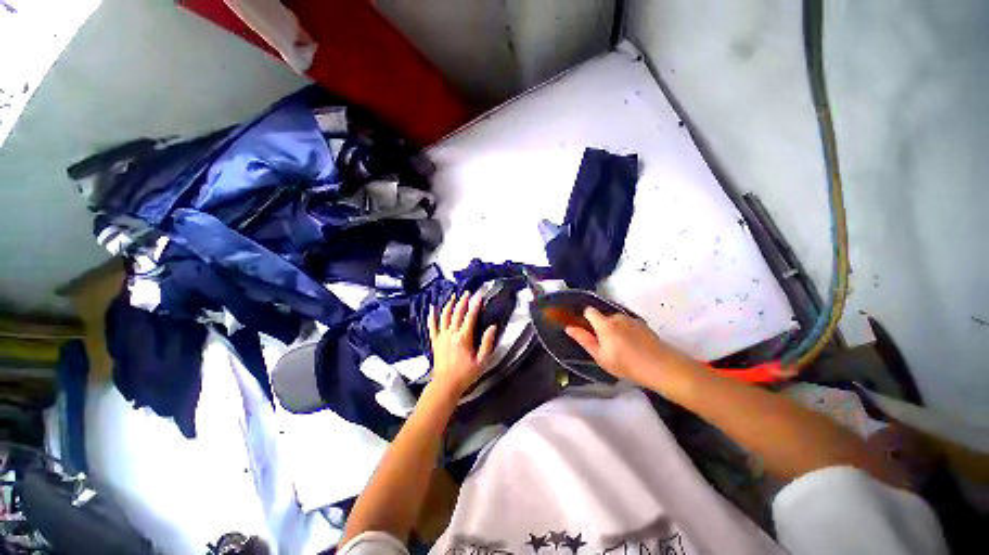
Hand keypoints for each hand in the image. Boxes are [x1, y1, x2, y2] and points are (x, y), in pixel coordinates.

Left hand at [427, 292, 497, 395]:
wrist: (446, 385)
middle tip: (467, 292)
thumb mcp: (482, 361)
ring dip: (449, 305)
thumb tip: (492, 327)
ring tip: (453, 296)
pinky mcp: (435, 341)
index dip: (475, 305)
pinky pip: (432, 326)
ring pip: (445, 316)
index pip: (470, 317)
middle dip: (463, 301)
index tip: (479, 295)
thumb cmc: (466, 374)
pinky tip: (432, 308)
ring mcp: (442, 336)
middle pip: (457, 313)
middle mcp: (452, 333)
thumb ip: (487, 343)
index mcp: (464, 338)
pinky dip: (432, 316)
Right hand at [564, 307, 700, 389]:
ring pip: (617, 321)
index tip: (587, 331)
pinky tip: (633, 346)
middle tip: (606, 346)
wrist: (661, 367)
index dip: (586, 318)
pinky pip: (628, 324)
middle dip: (601, 327)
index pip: (589, 311)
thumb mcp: (600, 356)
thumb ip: (584, 339)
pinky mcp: (643, 324)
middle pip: (603, 317)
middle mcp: (617, 316)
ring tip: (621, 348)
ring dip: (615, 329)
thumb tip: (569, 327)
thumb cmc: (626, 364)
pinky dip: (627, 331)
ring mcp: (632, 319)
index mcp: (604, 323)